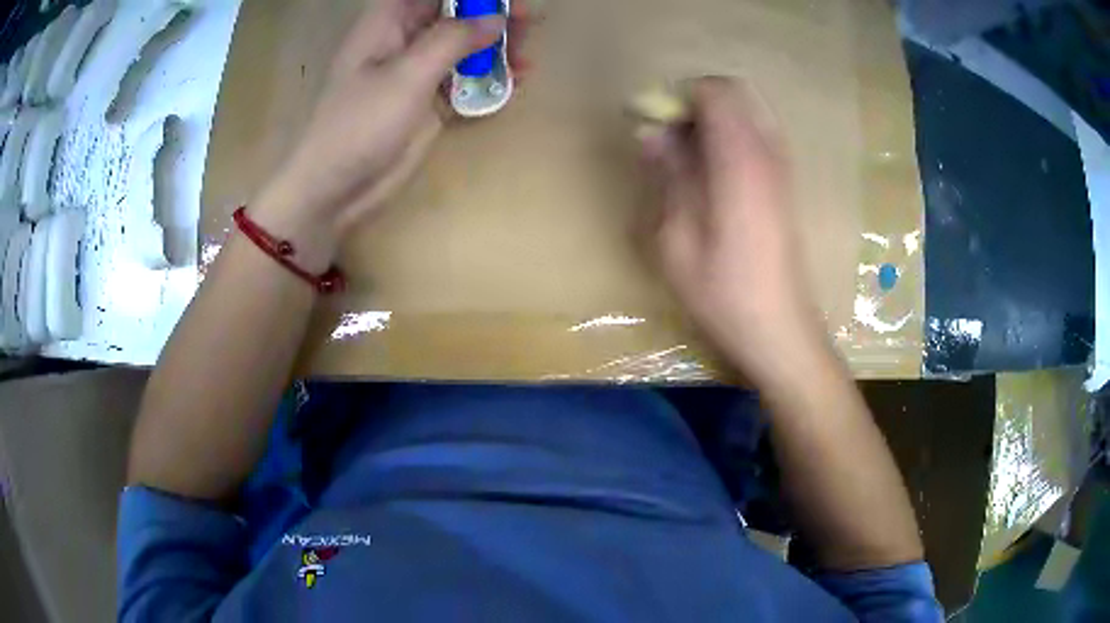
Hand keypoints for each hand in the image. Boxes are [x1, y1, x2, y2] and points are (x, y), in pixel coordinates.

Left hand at [252, 0, 524, 271]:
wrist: (336, 189)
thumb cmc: (359, 125)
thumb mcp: (406, 76)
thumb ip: (453, 40)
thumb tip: (496, 19)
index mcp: (389, 21)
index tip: (505, 3)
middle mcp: (405, 38)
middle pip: (456, 12)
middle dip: (492, 15)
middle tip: (527, 25)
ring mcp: (417, 70)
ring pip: (465, 43)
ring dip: (497, 46)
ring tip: (526, 59)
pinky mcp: (428, 99)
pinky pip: (466, 77)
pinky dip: (490, 76)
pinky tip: (516, 80)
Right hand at [639, 78, 830, 388]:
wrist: (779, 328)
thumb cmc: (722, 291)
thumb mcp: (675, 238)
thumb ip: (665, 175)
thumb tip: (650, 131)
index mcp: (739, 159)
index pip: (713, 90)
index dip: (678, 96)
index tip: (654, 123)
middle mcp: (766, 151)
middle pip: (734, 92)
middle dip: (696, 103)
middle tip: (670, 137)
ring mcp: (781, 166)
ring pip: (747, 111)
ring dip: (713, 120)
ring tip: (688, 157)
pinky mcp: (785, 183)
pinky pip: (757, 135)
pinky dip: (731, 136)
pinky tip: (713, 175)